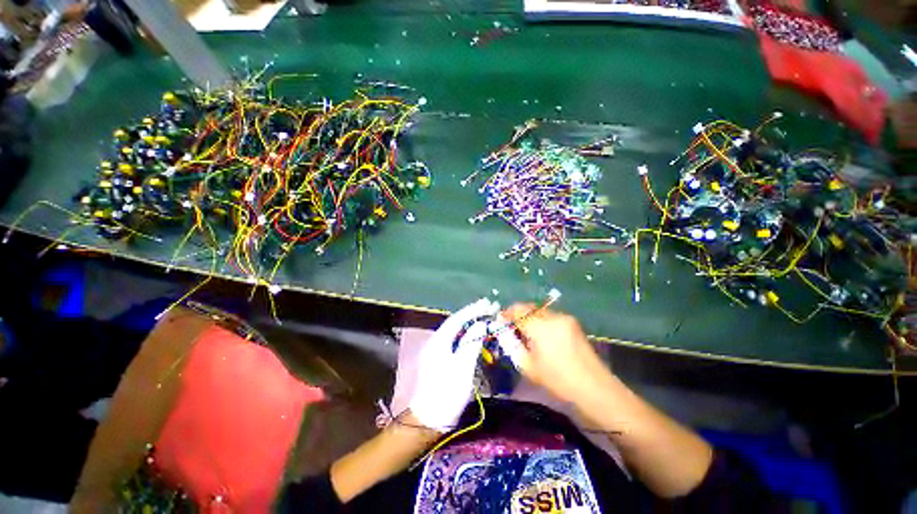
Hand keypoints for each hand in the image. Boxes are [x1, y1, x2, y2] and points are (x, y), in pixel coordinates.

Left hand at [408, 299, 498, 430]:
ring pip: (456, 331)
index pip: (457, 319)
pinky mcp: (440, 358)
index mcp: (439, 341)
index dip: (472, 310)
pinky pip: (455, 340)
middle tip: (488, 308)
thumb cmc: (447, 392)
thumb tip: (480, 325)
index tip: (487, 304)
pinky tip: (475, 335)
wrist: (430, 418)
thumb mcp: (462, 367)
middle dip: (472, 314)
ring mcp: (437, 350)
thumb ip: (471, 343)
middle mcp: (436, 341)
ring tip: (485, 317)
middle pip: (456, 323)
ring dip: (470, 324)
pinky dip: (467, 335)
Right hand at [496, 304, 609, 403]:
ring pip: (539, 310)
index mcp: (541, 327)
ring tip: (525, 332)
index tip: (500, 322)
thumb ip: (512, 345)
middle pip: (528, 307)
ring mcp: (564, 317)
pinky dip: (540, 320)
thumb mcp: (528, 366)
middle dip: (517, 314)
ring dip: (529, 317)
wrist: (594, 387)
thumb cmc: (558, 379)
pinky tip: (541, 334)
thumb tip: (504, 332)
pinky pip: (549, 315)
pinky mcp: (572, 321)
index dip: (506, 314)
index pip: (517, 311)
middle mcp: (552, 316)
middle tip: (511, 327)